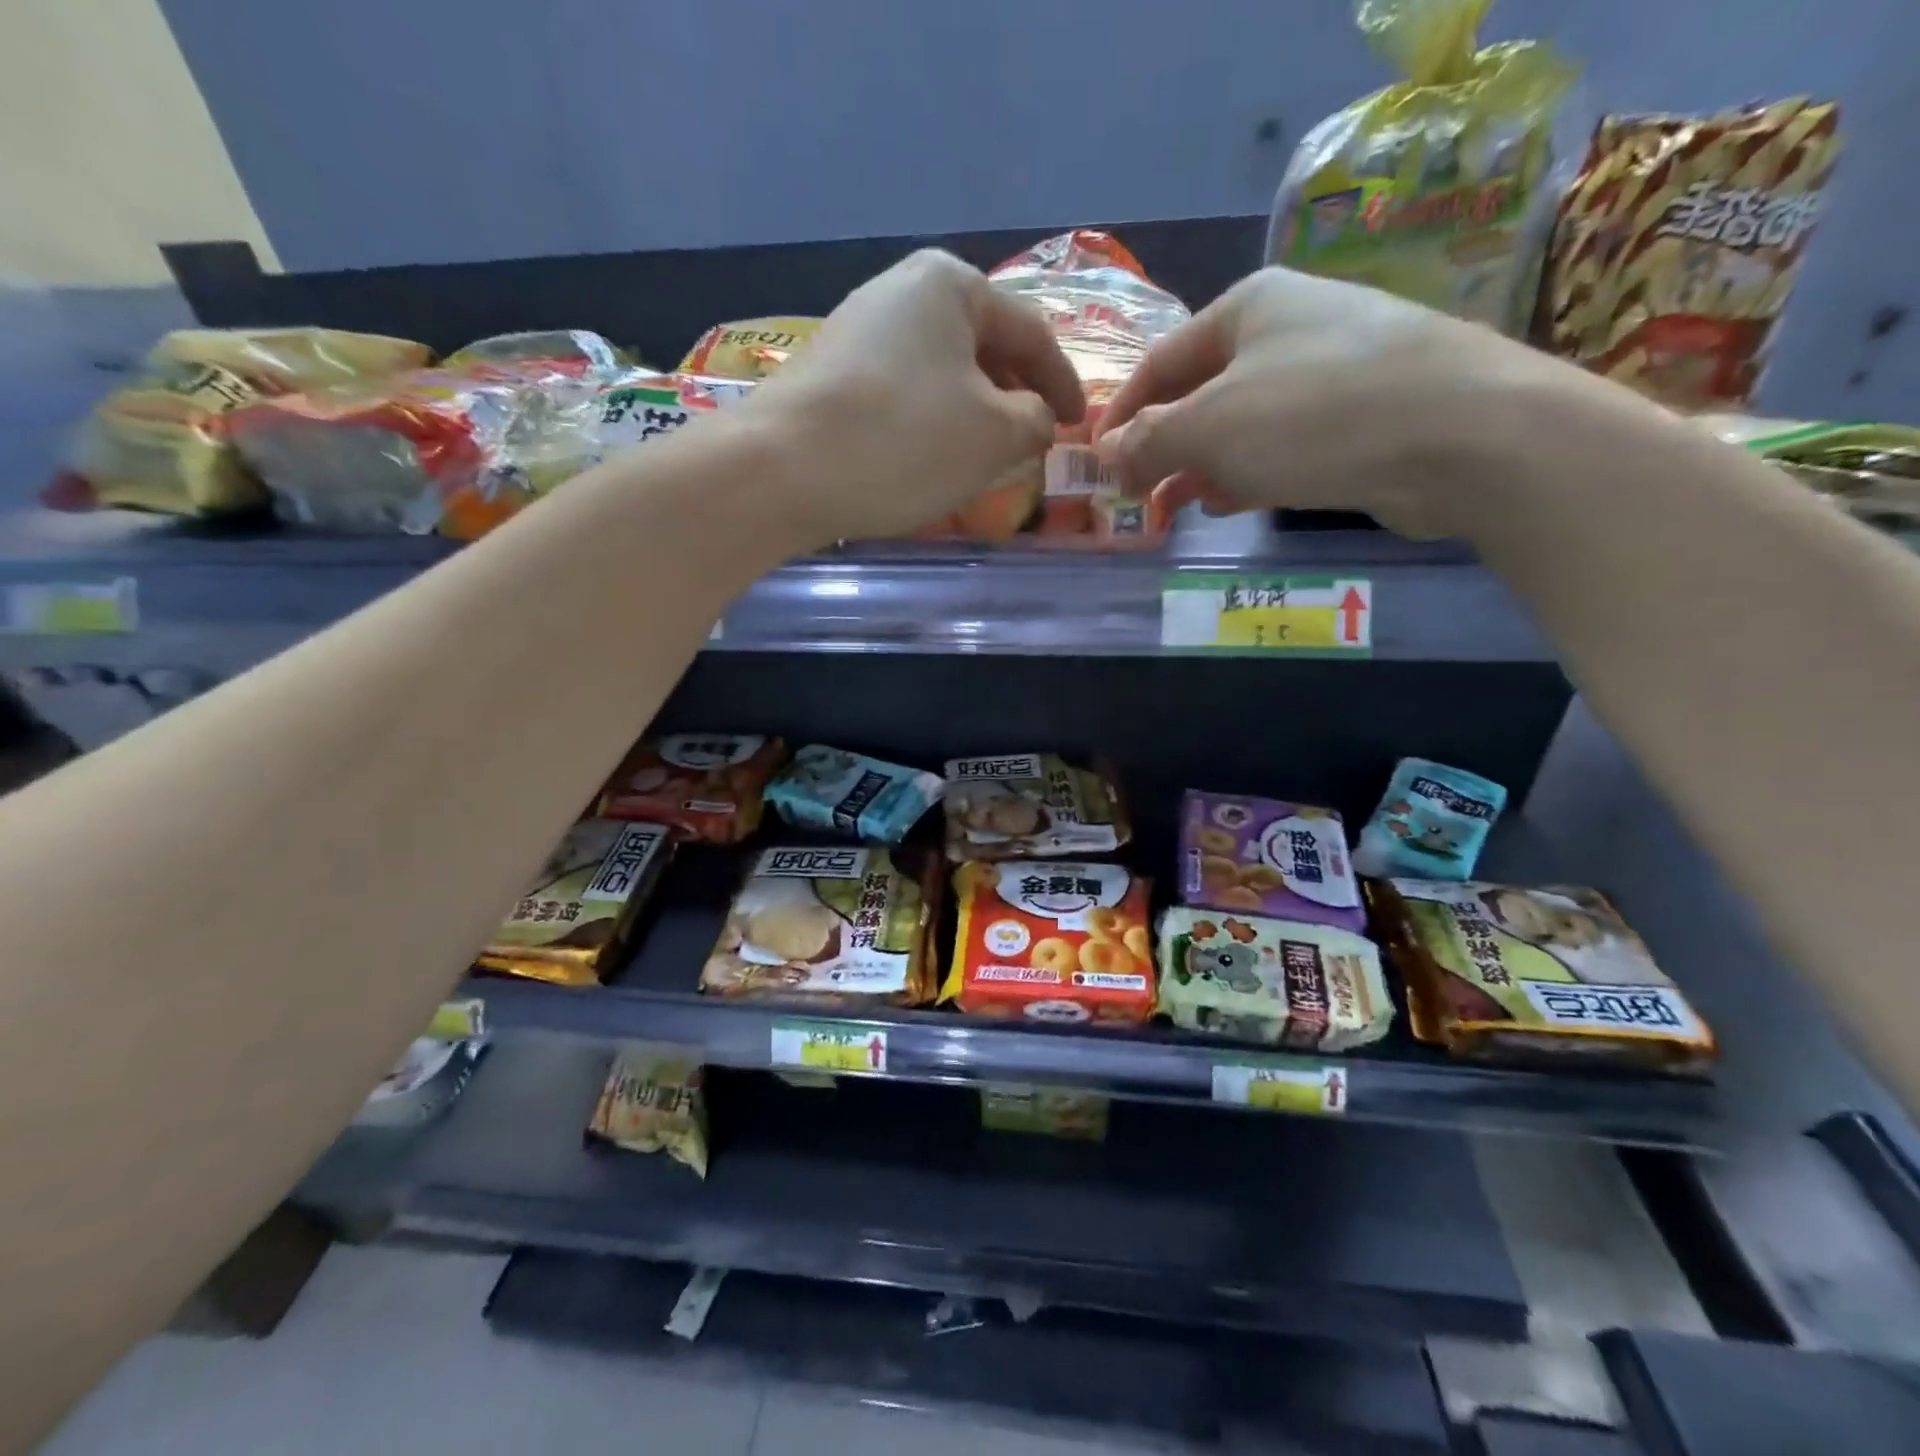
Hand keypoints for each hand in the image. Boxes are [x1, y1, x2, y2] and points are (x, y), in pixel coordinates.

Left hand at [747, 249, 1083, 545]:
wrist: (781, 471)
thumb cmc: (904, 441)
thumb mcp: (994, 435)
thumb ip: (1035, 421)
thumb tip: (1036, 418)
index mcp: (951, 285)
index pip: (1030, 334)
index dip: (1064, 383)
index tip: (1080, 424)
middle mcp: (900, 292)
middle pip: (981, 346)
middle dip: (1014, 396)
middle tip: (1034, 440)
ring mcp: (857, 331)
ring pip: (940, 373)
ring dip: (972, 412)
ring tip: (988, 456)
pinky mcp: (829, 375)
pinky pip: (902, 394)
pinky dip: (930, 423)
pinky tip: (931, 458)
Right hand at [1094, 267, 1546, 537]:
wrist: (1460, 435)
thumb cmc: (1314, 416)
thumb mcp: (1209, 427)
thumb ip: (1148, 440)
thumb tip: (1108, 455)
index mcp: (1247, 307)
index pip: (1160, 361)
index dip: (1121, 411)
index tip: (1094, 458)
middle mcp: (1288, 328)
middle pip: (1200, 391)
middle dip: (1161, 444)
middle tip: (1132, 491)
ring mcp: (1329, 371)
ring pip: (1240, 422)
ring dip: (1199, 464)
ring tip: (1170, 506)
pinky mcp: (1359, 417)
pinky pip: (1281, 444)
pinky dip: (1246, 472)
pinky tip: (1227, 502)